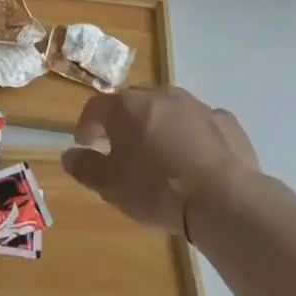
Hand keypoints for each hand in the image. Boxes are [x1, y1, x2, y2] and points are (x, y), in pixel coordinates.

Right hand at [60, 87, 259, 235]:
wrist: (225, 199)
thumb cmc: (157, 190)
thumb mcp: (111, 186)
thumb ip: (85, 167)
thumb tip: (69, 156)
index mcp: (126, 107)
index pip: (96, 107)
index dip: (87, 125)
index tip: (85, 144)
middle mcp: (159, 95)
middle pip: (133, 104)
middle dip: (124, 123)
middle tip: (122, 149)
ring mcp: (196, 105)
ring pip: (169, 110)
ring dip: (160, 126)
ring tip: (161, 155)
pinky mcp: (226, 121)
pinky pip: (201, 124)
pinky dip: (193, 136)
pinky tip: (196, 160)